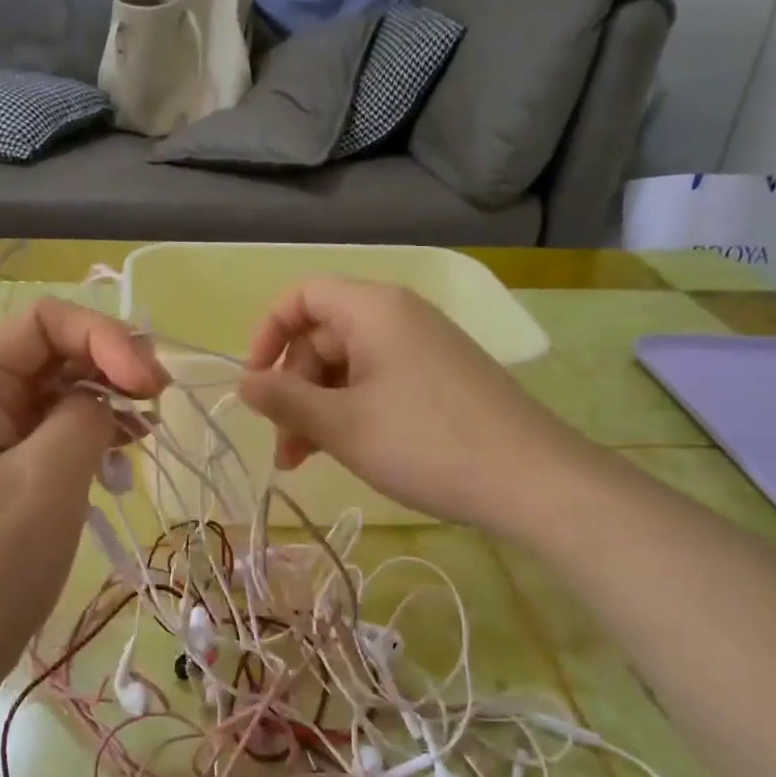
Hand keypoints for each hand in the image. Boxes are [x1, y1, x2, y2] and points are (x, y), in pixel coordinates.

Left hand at [0, 299, 166, 735]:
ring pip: (54, 399)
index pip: (45, 322)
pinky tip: (120, 463)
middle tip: (159, 405)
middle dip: (110, 368)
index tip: (152, 386)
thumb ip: (85, 418)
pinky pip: (47, 441)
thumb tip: (102, 400)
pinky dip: (88, 442)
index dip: (106, 338)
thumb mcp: (45, 483)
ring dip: (104, 406)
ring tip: (146, 437)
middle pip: (50, 355)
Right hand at [237, 277, 566, 530]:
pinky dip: (352, 408)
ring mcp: (423, 345)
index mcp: (372, 308)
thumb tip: (242, 383)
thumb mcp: (343, 424)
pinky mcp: (441, 375)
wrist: (533, 480)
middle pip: (323, 334)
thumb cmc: (426, 443)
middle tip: (285, 446)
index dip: (268, 333)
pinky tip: (346, 449)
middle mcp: (398, 315)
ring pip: (349, 363)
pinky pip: (379, 379)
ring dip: (319, 406)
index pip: (302, 296)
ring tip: (305, 460)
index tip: (255, 383)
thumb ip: (284, 400)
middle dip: (294, 386)